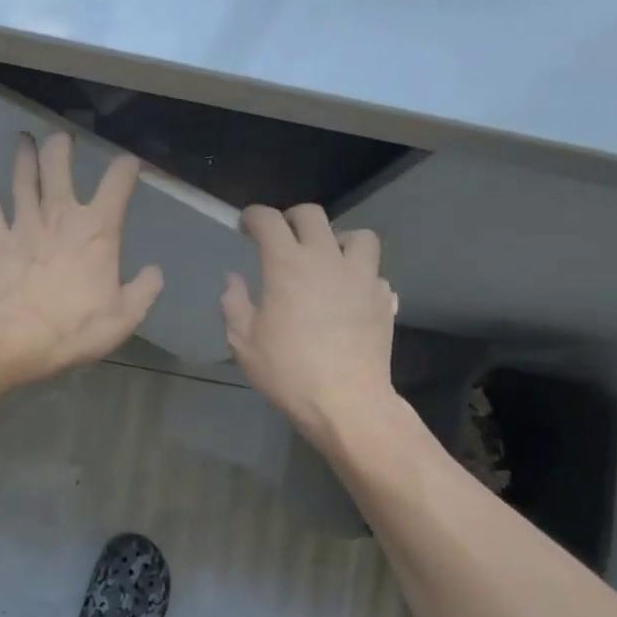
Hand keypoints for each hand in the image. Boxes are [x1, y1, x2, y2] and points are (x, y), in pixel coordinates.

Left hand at [0, 132, 164, 383]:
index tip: (130, 163)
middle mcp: (60, 215)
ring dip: (24, 157)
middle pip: (58, 165)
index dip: (126, 168)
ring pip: (23, 179)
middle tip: (61, 137)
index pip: (117, 183)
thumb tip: (154, 271)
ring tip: (24, 140)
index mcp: (98, 229)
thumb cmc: (77, 326)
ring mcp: (24, 224)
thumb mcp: (125, 316)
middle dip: (60, 146)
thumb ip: (144, 290)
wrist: (18, 338)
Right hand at [221, 204, 398, 442]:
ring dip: (337, 240)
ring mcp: (361, 276)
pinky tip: (349, 295)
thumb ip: (234, 303)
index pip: (268, 221)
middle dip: (291, 218)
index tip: (246, 226)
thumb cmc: (287, 371)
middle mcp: (326, 259)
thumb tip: (233, 280)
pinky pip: (373, 273)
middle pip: (312, 215)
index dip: (253, 217)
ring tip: (327, 258)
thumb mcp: (243, 341)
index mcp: (287, 265)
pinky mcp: (383, 298)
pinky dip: (359, 276)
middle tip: (281, 237)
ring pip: (357, 235)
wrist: (346, 401)